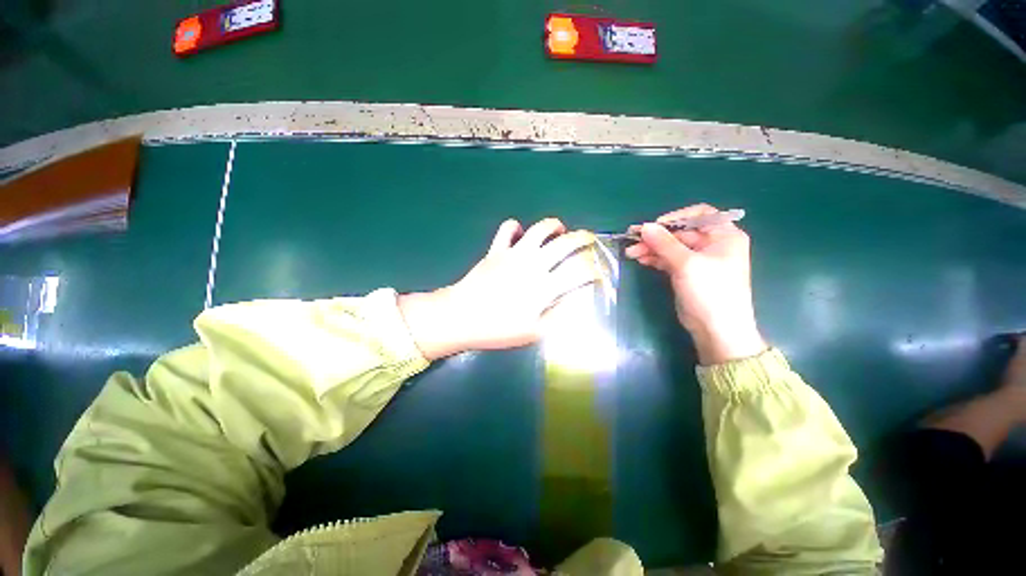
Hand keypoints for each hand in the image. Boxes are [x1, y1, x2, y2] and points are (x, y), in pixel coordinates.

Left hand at [398, 218, 601, 359]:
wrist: (461, 317)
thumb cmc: (498, 329)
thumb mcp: (534, 333)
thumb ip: (559, 316)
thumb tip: (577, 299)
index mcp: (545, 287)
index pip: (579, 271)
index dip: (594, 268)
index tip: (598, 271)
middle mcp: (533, 265)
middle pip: (565, 243)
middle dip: (583, 238)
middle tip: (588, 239)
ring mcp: (514, 254)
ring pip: (539, 229)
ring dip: (553, 225)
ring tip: (559, 229)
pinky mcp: (496, 249)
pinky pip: (507, 228)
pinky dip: (516, 226)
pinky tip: (521, 234)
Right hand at [625, 204, 765, 364]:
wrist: (716, 329)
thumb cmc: (710, 292)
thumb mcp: (686, 264)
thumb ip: (664, 243)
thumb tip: (645, 227)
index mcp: (724, 236)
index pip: (699, 215)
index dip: (675, 218)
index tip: (654, 226)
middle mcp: (713, 244)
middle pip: (680, 233)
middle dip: (656, 236)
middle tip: (633, 240)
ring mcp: (699, 260)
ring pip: (671, 247)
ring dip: (652, 248)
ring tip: (631, 252)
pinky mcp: (688, 273)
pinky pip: (669, 259)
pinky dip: (655, 258)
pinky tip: (641, 259)